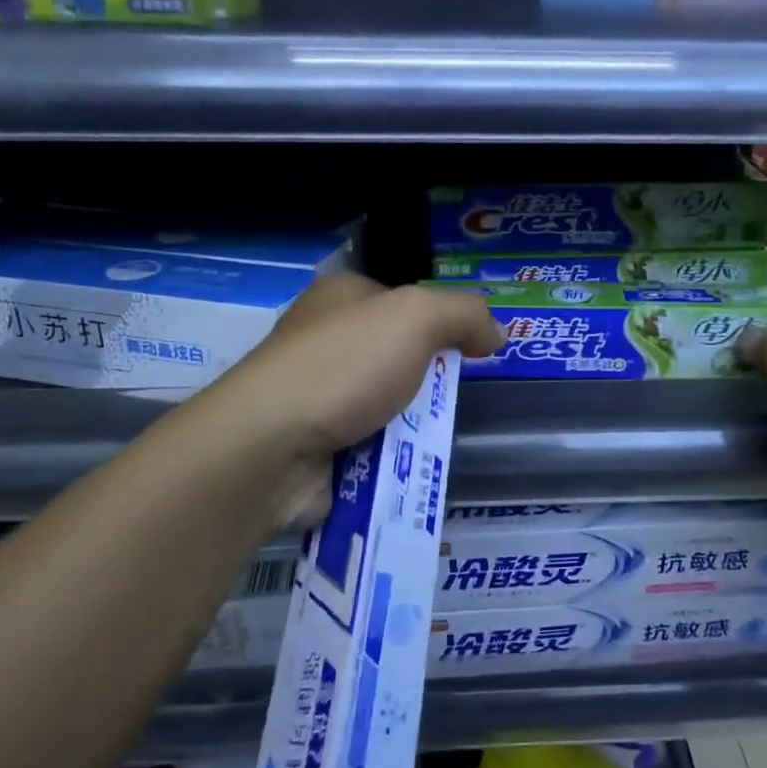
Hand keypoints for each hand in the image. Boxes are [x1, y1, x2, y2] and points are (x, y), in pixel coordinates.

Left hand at [224, 273, 503, 458]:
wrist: (272, 447)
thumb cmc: (344, 367)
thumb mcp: (417, 317)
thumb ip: (465, 314)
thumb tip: (495, 334)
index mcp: (341, 298)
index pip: (402, 302)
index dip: (440, 323)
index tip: (470, 352)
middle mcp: (325, 340)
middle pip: (397, 357)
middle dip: (427, 381)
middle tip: (455, 401)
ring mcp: (316, 396)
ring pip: (387, 406)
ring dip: (413, 426)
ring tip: (437, 442)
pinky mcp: (315, 445)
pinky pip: (370, 447)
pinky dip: (392, 459)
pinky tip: (409, 469)